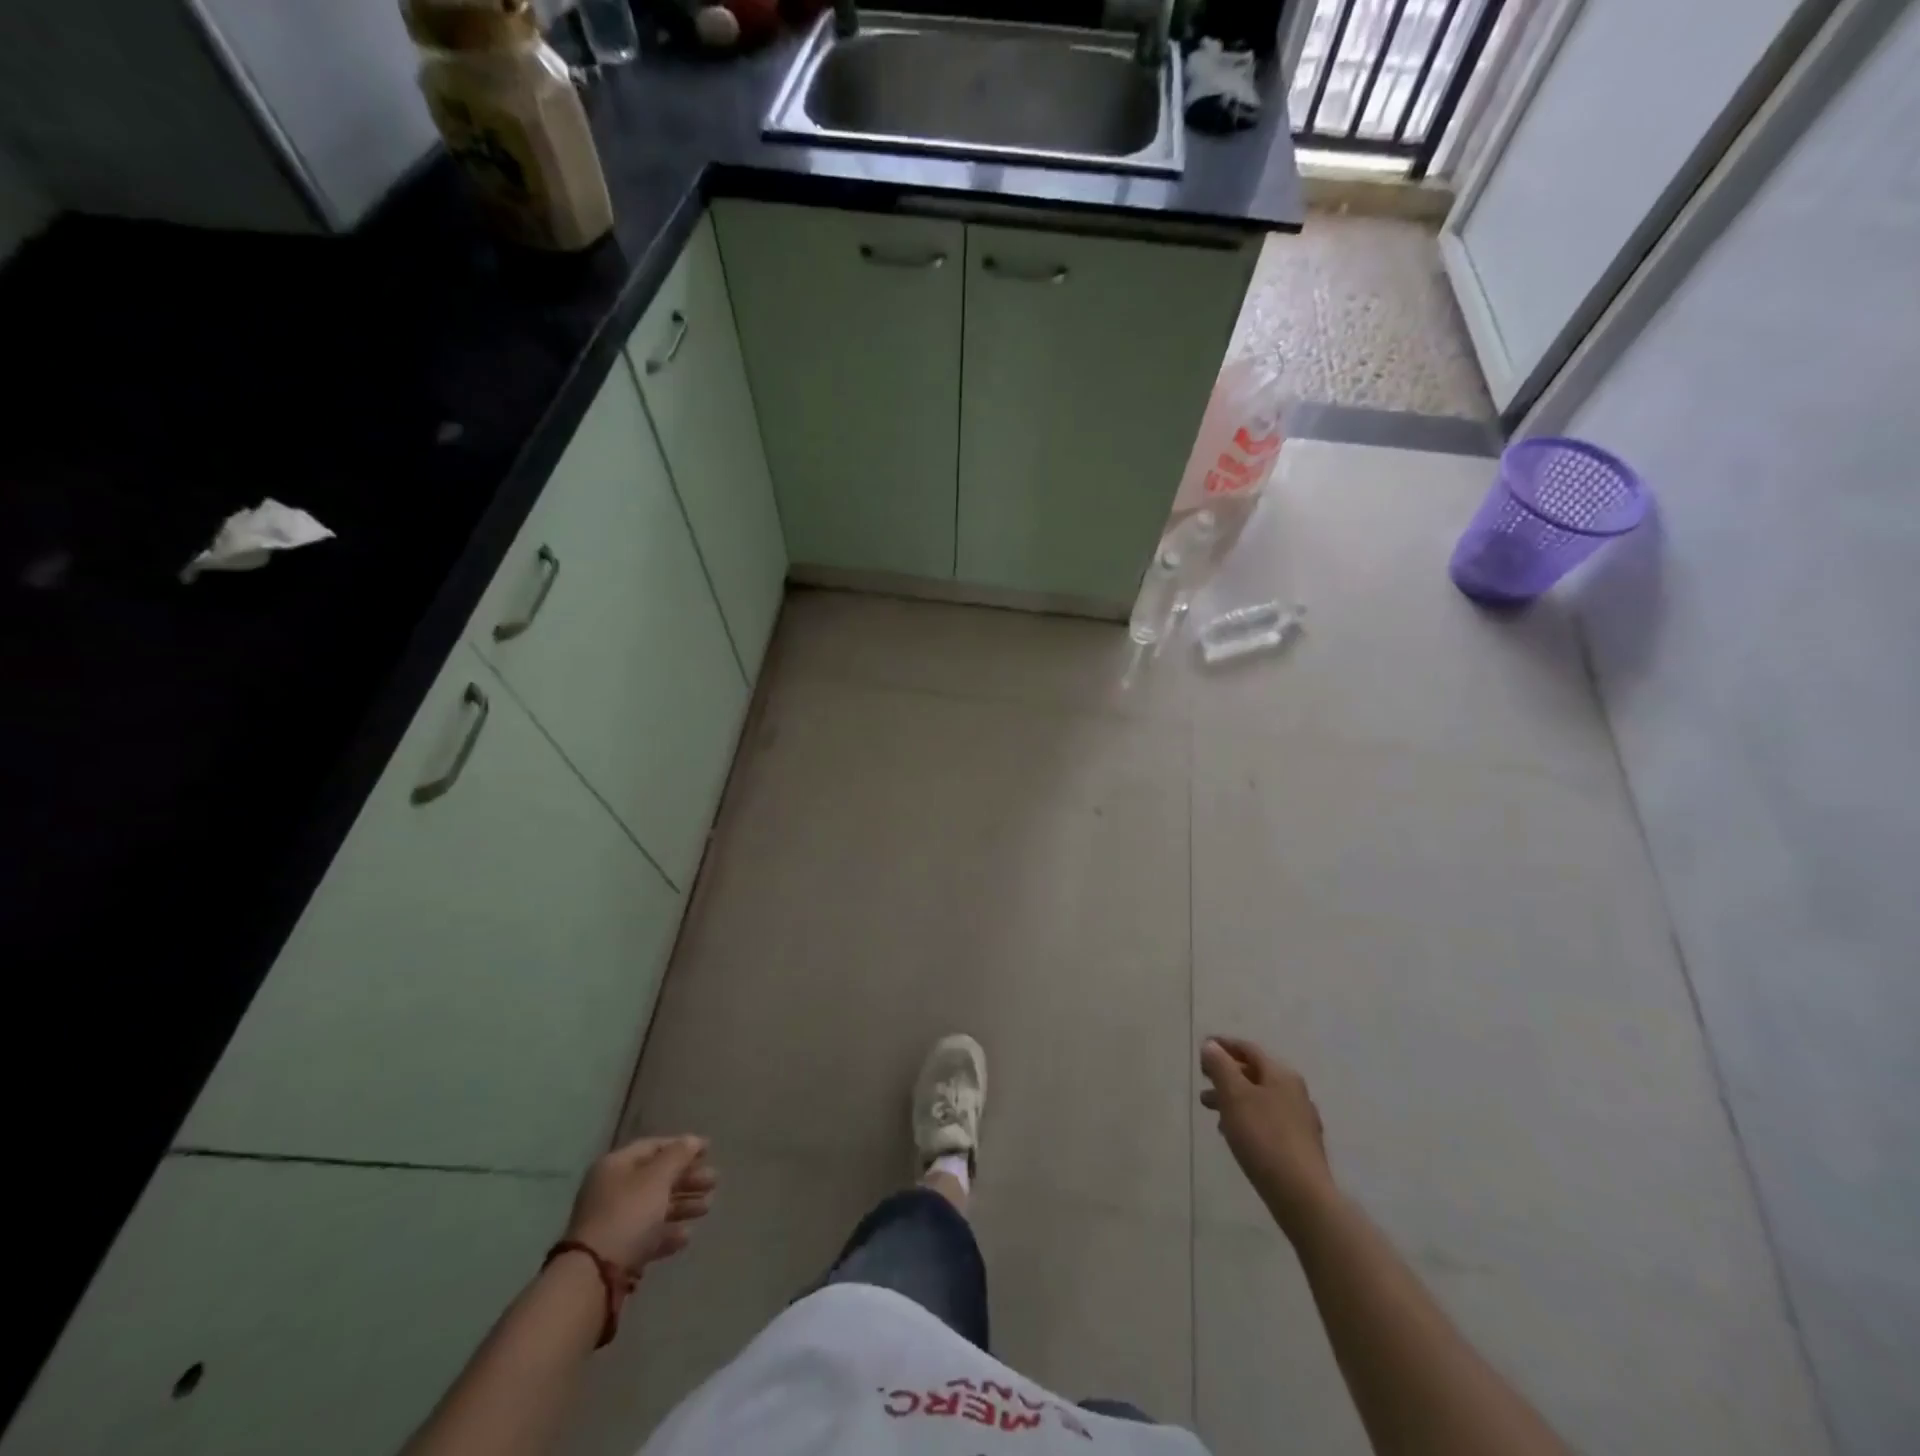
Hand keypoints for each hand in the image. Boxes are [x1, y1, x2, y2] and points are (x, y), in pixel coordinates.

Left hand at [564, 1136, 716, 1273]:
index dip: (682, 1146)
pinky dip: (667, 1232)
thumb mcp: (657, 1178)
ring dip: (682, 1205)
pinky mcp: (616, 1253)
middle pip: (656, 1178)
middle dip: (687, 1178)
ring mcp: (612, 1223)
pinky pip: (647, 1235)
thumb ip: (678, 1156)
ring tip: (707, 1207)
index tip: (709, 1151)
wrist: (593, 1277)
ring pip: (654, 1207)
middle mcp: (612, 1190)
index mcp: (616, 1166)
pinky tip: (686, 1236)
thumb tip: (693, 1140)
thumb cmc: (628, 1215)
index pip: (653, 1146)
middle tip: (714, 1181)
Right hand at [1200, 1037, 1335, 1232]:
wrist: (1302, 1195)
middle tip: (1202, 1084)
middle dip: (1226, 1077)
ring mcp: (1301, 1121)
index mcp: (1281, 1075)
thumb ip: (1220, 1066)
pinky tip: (1235, 1136)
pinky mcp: (1300, 1147)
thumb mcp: (1234, 1095)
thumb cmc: (1263, 1137)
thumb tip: (1211, 1045)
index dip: (1223, 1046)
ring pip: (1260, 1100)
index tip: (1202, 1048)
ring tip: (1213, 1114)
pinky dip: (1247, 1120)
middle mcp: (1294, 1092)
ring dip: (1234, 1101)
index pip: (1248, 1049)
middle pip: (1254, 1075)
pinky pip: (1268, 1122)